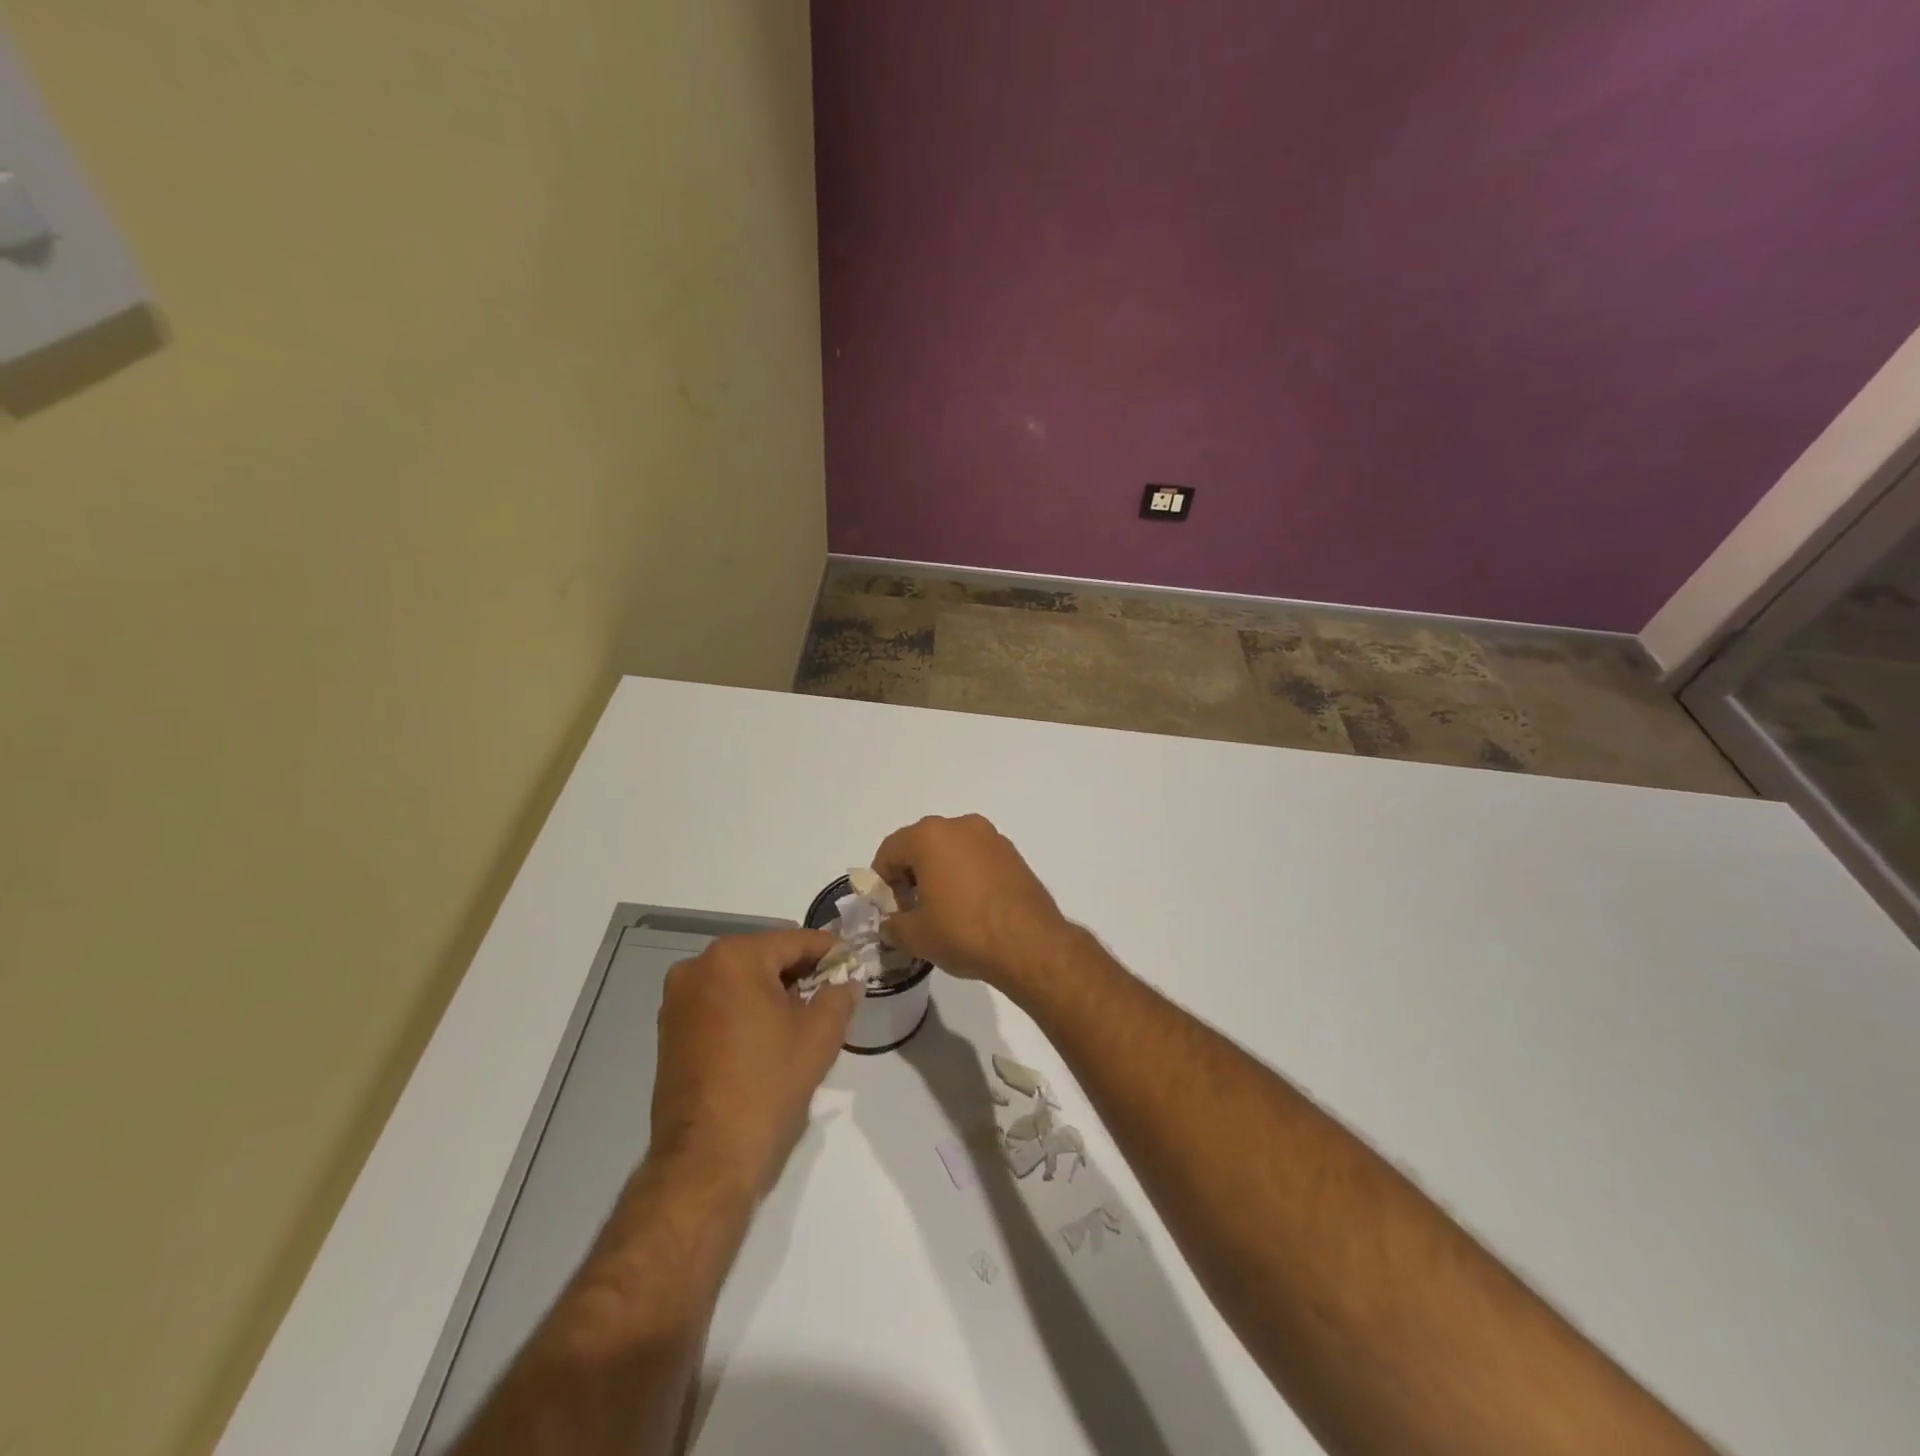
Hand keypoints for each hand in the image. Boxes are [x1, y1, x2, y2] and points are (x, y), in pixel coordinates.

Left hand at [650, 930, 855, 1197]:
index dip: (830, 951)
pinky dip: (746, 1008)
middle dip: (800, 970)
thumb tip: (847, 982)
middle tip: (833, 990)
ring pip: (740, 980)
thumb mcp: (820, 1034)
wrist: (707, 1158)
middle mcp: (697, 968)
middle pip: (764, 956)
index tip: (854, 962)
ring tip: (805, 1014)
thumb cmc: (768, 1084)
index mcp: (733, 957)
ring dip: (772, 990)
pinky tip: (770, 1033)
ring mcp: (678, 1000)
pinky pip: (719, 1003)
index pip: (794, 940)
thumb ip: (839, 995)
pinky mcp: (670, 1031)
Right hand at [872, 814, 1078, 994]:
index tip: (888, 908)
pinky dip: (966, 874)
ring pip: (951, 849)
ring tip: (942, 909)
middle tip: (911, 909)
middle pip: (921, 845)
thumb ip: (893, 926)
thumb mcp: (916, 936)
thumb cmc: (964, 932)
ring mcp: (991, 837)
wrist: (1029, 943)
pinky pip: (976, 858)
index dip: (882, 880)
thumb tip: (890, 925)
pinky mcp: (1012, 853)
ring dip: (939, 872)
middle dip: (911, 874)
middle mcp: (960, 826)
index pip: (890, 850)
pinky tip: (970, 907)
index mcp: (930, 836)